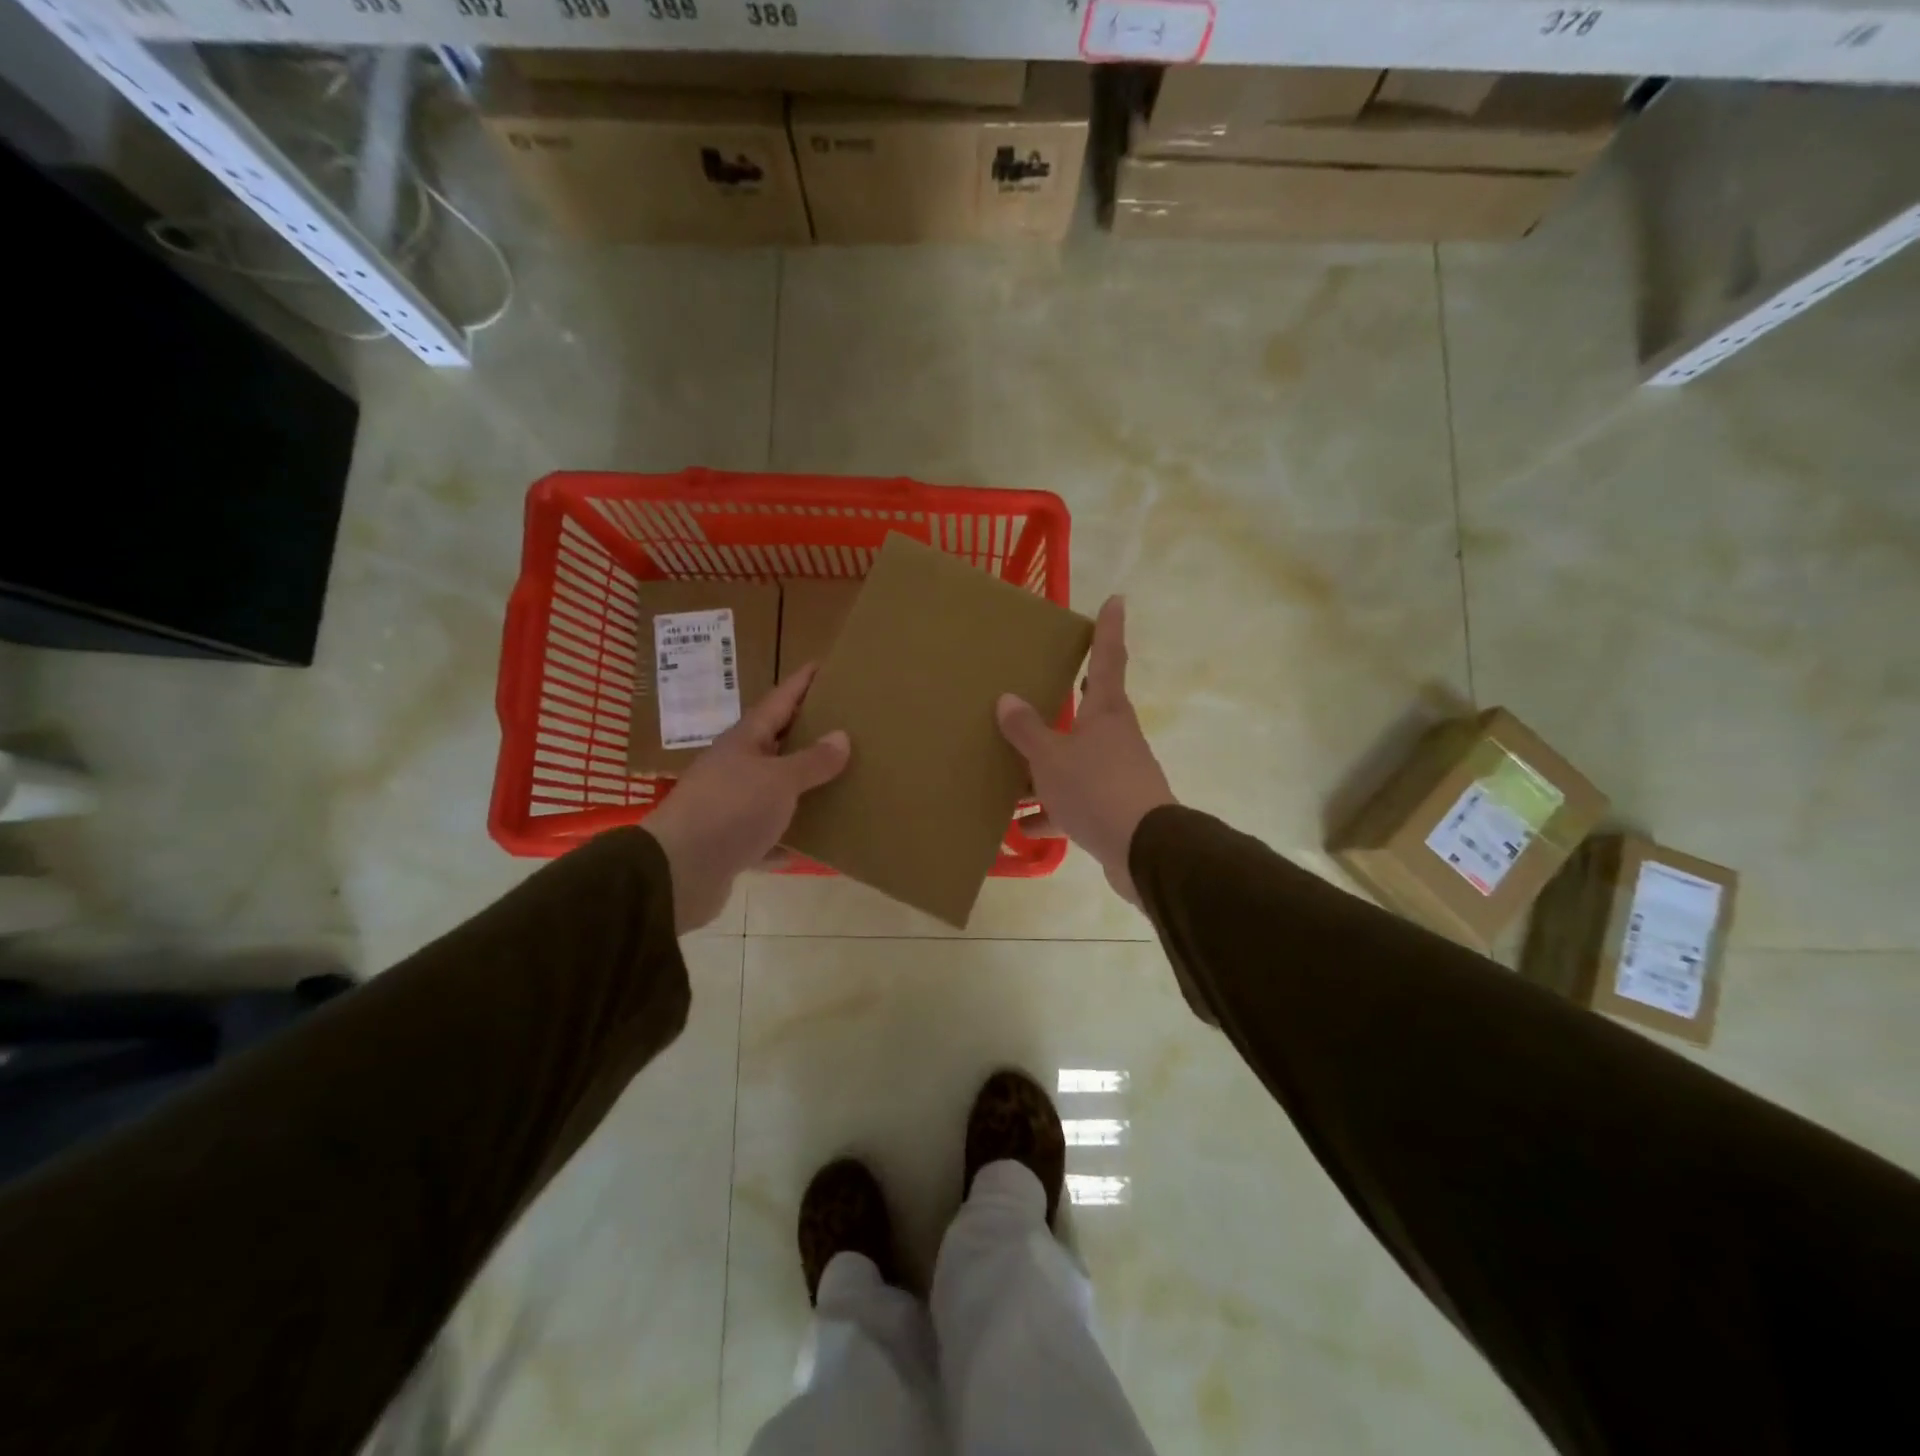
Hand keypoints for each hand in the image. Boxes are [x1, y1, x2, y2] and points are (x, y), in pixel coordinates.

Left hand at [643, 664, 849, 932]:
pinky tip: (818, 840)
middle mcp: (736, 767)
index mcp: (745, 741)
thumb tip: (841, 736)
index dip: (802, 682)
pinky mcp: (733, 842)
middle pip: (778, 743)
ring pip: (776, 789)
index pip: (779, 700)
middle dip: (809, 733)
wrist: (677, 872)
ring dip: (804, 786)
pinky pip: (771, 833)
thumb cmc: (730, 811)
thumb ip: (812, 761)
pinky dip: (792, 835)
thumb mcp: (778, 780)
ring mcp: (732, 805)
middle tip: (848, 723)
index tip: (825, 664)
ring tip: (843, 779)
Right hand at [997, 595, 1174, 906]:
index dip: (1109, 629)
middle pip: (1090, 711)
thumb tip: (1007, 699)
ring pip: (1075, 762)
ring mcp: (1116, 775)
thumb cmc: (1096, 788)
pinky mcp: (1113, 810)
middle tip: (1045, 686)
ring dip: (1046, 769)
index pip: (1107, 658)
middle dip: (1068, 702)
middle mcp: (1115, 738)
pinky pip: (1074, 802)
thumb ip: (1027, 730)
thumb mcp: (1051, 758)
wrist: (1144, 851)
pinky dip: (1052, 812)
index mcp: (1105, 713)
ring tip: (1010, 776)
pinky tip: (1022, 827)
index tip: (1117, 599)